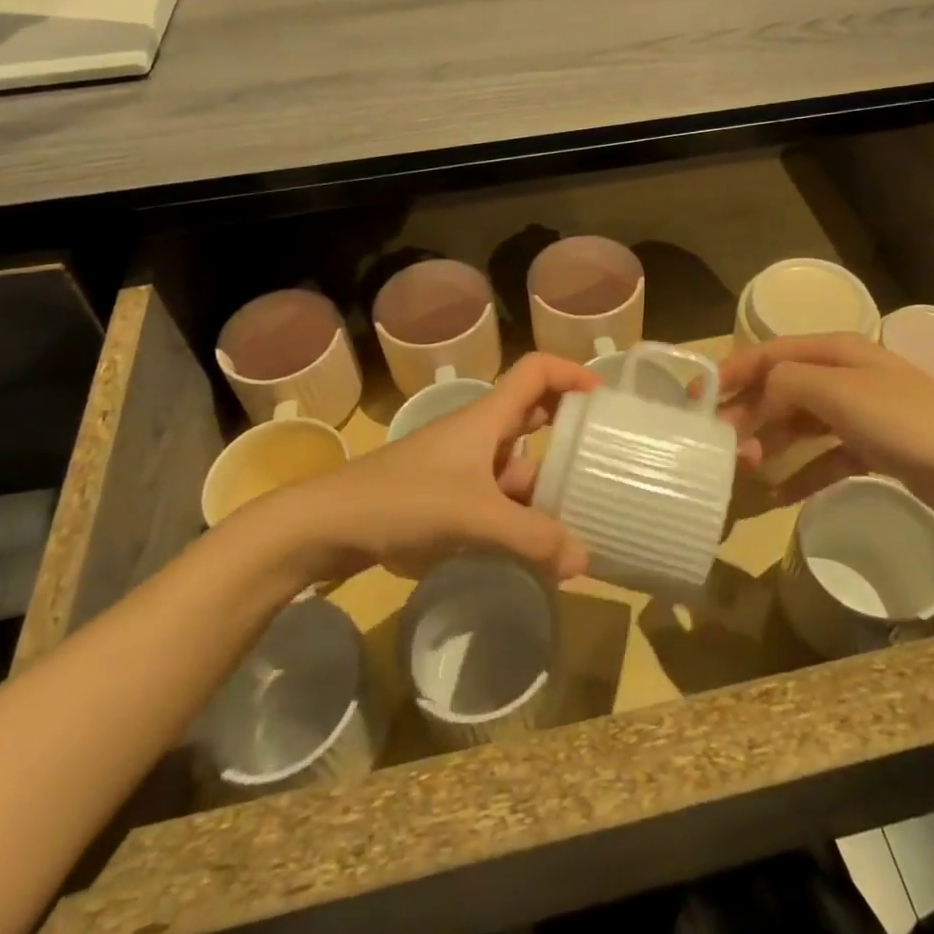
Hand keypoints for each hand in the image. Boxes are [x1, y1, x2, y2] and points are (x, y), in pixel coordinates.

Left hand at [236, 353, 598, 582]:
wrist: (328, 525)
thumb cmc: (402, 500)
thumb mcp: (474, 516)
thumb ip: (532, 539)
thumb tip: (585, 561)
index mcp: (488, 417)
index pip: (536, 371)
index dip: (572, 373)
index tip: (605, 400)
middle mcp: (480, 435)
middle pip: (534, 418)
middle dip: (569, 435)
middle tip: (605, 461)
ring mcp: (463, 468)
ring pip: (518, 466)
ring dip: (547, 487)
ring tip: (583, 517)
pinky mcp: (449, 499)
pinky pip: (499, 500)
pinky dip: (521, 517)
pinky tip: (538, 548)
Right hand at [718, 332, 933, 548]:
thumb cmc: (911, 427)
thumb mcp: (842, 394)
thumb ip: (787, 383)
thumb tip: (755, 396)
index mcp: (838, 351)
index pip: (770, 352)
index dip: (733, 371)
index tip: (698, 400)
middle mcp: (847, 375)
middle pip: (782, 388)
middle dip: (749, 413)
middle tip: (722, 448)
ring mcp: (862, 413)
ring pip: (800, 423)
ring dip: (771, 443)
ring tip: (746, 472)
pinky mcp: (876, 450)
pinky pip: (825, 457)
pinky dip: (802, 473)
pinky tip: (779, 496)